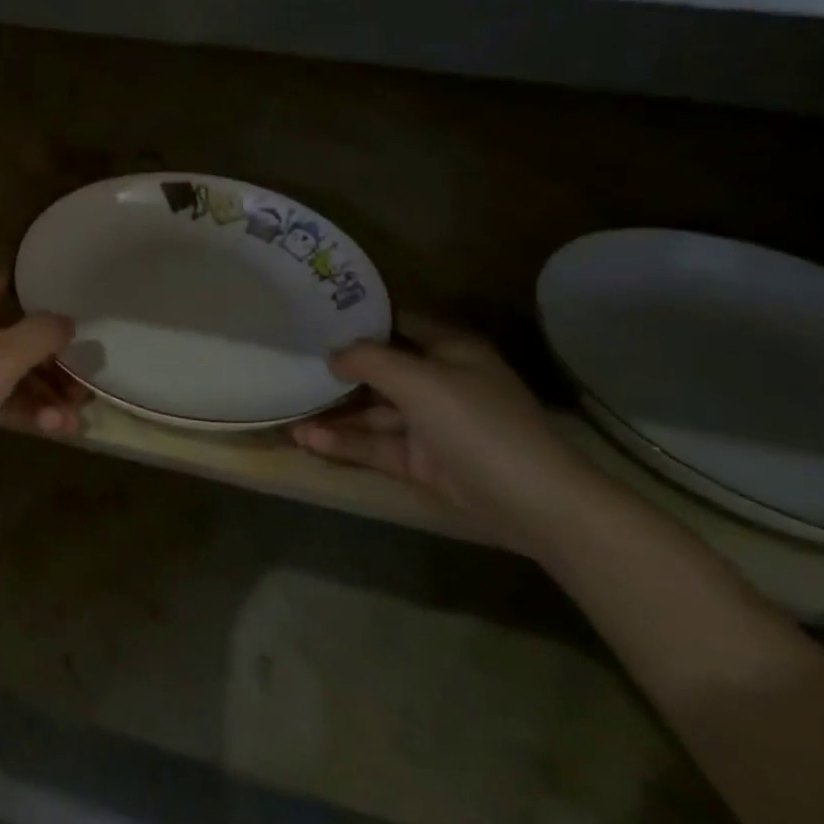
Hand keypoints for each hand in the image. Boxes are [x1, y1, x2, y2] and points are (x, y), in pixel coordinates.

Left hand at [0, 275, 74, 464]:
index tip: (75, 308)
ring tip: (73, 422)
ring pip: (9, 369)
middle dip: (54, 364)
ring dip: (44, 393)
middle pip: (17, 334)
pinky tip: (51, 428)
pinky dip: (22, 406)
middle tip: (83, 390)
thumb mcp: (6, 355)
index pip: (9, 280)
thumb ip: (42, 333)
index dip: (42, 291)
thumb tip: (67, 321)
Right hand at [289, 317, 603, 555]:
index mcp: (449, 351)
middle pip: (378, 370)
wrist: (537, 505)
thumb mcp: (421, 382)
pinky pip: (376, 445)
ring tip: (286, 413)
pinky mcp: (422, 461)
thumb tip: (332, 353)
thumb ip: (370, 360)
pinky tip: (309, 440)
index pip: (396, 323)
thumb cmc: (479, 426)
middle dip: (335, 371)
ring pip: (372, 412)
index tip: (311, 317)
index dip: (357, 320)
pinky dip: (345, 442)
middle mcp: (438, 381)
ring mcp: (430, 424)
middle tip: (287, 366)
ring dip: (332, 413)